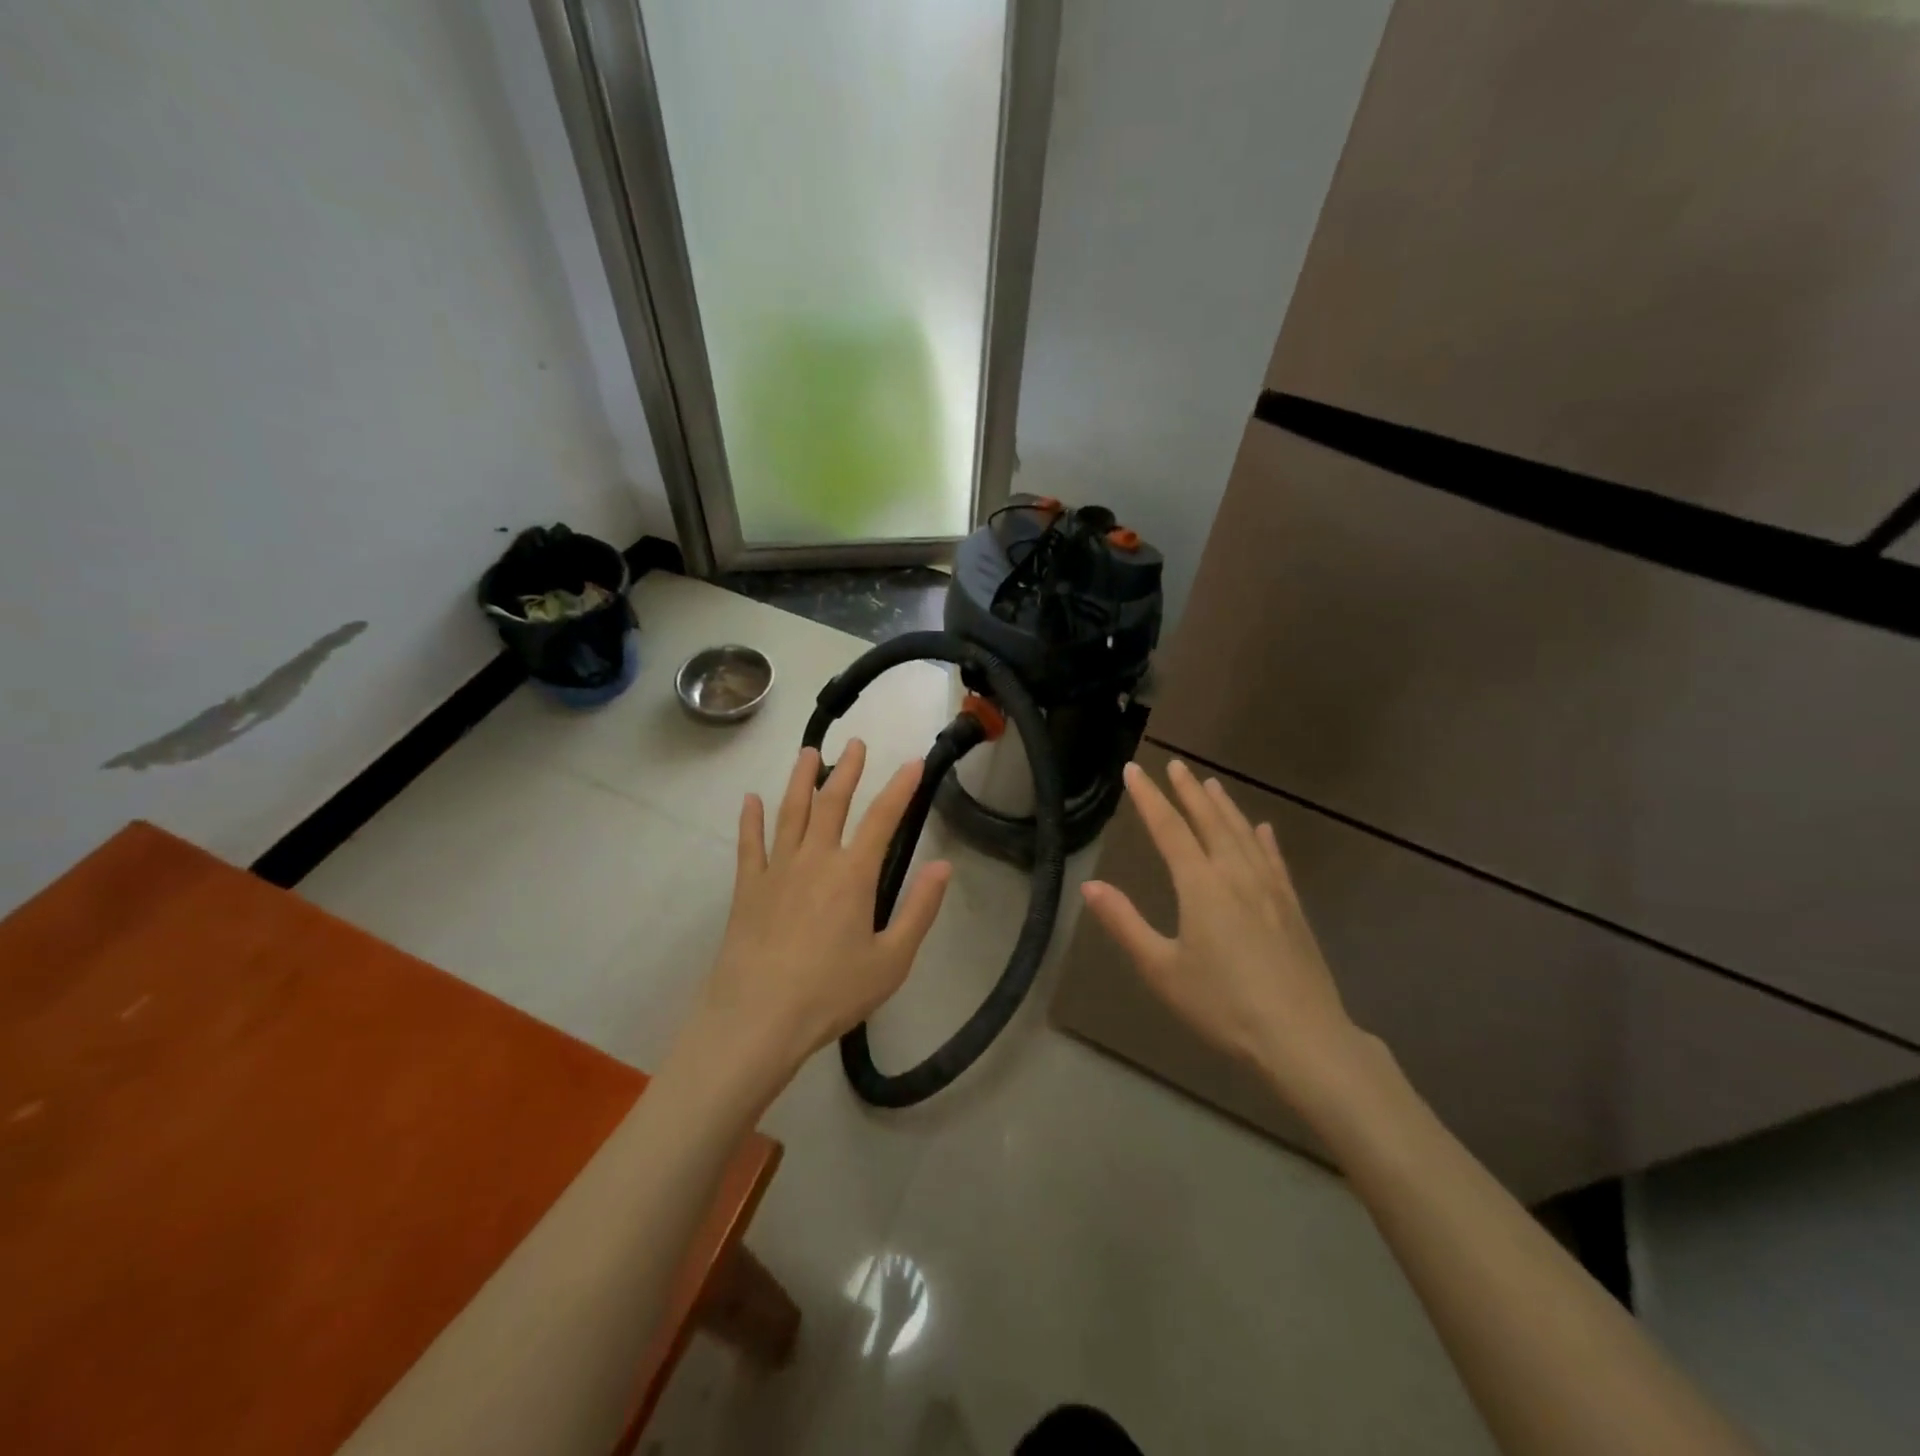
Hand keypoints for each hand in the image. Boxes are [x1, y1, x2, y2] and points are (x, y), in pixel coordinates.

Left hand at [696, 741, 951, 1088]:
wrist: (757, 1019)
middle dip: (847, 770)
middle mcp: (814, 859)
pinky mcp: (746, 888)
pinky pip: (749, 844)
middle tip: (855, 742)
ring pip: (790, 812)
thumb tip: (942, 865)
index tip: (912, 763)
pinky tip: (750, 800)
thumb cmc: (831, 993)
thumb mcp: (891, 960)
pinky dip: (750, 819)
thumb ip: (919, 910)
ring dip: (800, 780)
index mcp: (853, 875)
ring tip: (808, 753)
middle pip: (832, 803)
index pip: (883, 819)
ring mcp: (776, 870)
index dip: (900, 788)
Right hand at [1080, 760, 1362, 1102]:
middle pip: (1209, 821)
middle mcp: (1236, 875)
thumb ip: (1125, 924)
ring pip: (1243, 834)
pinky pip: (1274, 860)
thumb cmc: (1222, 1005)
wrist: (1302, 1037)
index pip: (1168, 829)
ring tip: (1212, 784)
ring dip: (1224, 806)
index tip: (1134, 769)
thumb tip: (1090, 886)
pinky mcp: (1292, 907)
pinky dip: (1264, 839)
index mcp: (1200, 885)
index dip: (1148, 797)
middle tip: (1176, 765)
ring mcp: (1269, 889)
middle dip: (1189, 791)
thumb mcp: (1161, 969)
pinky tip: (1263, 829)